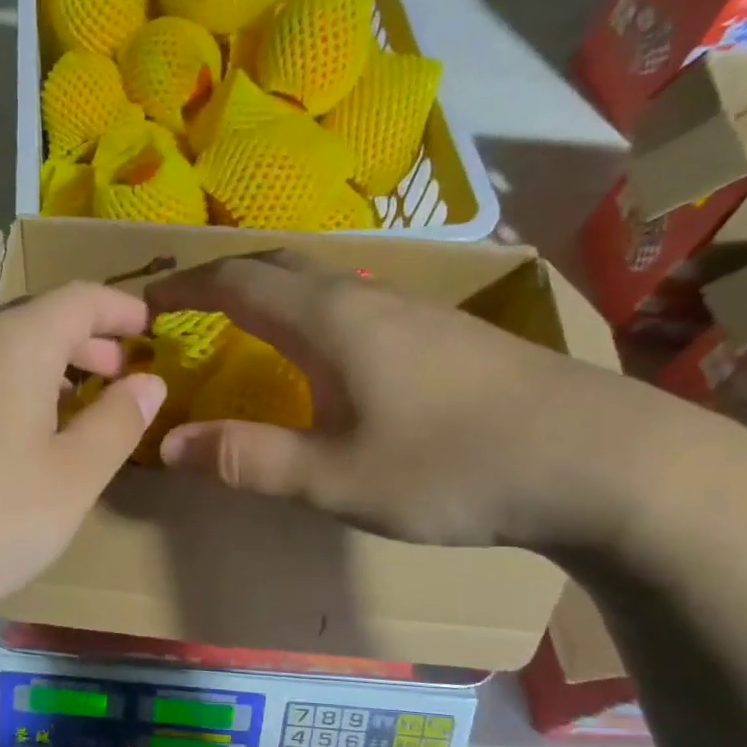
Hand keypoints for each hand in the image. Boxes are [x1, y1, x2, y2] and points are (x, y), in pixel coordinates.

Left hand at [0, 283, 166, 640]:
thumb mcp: (74, 476)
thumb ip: (117, 421)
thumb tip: (147, 382)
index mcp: (12, 346)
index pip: (76, 298)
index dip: (118, 307)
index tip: (148, 327)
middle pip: (32, 319)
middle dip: (82, 338)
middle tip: (116, 371)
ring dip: (41, 366)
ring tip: (70, 405)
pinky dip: (3, 390)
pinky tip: (11, 439)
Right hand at [145, 252, 729, 552]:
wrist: (604, 462)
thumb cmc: (454, 467)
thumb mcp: (334, 477)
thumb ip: (247, 458)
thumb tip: (166, 441)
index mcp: (328, 319)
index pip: (234, 280)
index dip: (181, 286)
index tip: (142, 303)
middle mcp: (367, 297)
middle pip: (277, 269)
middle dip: (221, 282)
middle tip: (184, 312)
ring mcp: (414, 311)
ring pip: (321, 284)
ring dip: (269, 297)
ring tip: (241, 331)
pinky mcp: (446, 335)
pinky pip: (354, 307)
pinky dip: (310, 318)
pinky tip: (325, 360)